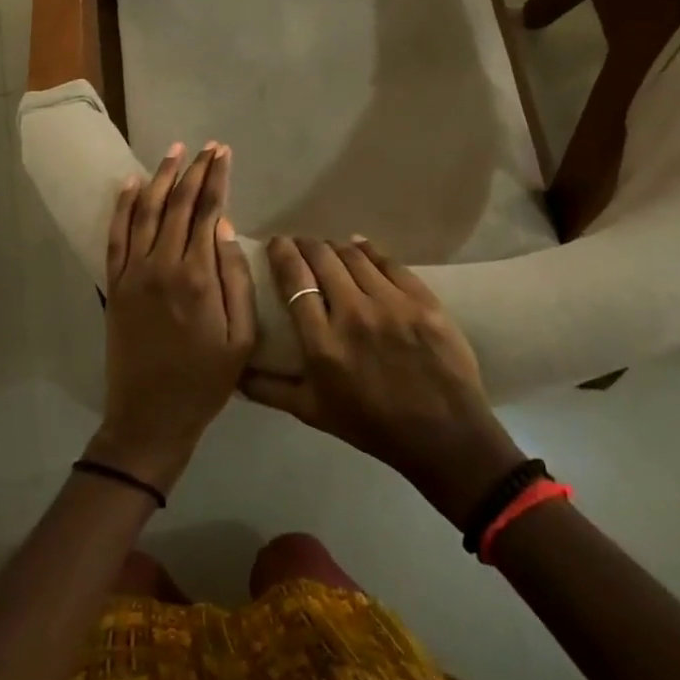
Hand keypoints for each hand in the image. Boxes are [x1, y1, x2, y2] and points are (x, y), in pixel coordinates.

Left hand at [87, 142, 256, 493]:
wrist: (150, 417)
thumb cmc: (205, 380)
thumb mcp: (241, 337)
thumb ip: (236, 277)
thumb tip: (224, 226)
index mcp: (198, 276)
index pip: (207, 211)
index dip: (216, 178)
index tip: (223, 152)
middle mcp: (162, 264)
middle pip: (178, 203)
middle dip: (194, 170)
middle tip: (207, 146)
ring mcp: (133, 272)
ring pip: (146, 211)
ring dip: (161, 177)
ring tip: (174, 151)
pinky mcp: (114, 284)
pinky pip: (116, 236)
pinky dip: (122, 206)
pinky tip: (131, 183)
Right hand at [243, 236, 526, 527]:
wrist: (445, 436)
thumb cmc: (372, 426)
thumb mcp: (314, 413)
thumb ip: (270, 389)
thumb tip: (235, 371)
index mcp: (323, 345)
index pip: (294, 280)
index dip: (282, 253)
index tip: (276, 244)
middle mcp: (354, 315)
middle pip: (322, 258)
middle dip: (306, 245)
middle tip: (301, 245)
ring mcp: (391, 304)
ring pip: (353, 254)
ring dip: (335, 247)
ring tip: (330, 249)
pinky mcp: (422, 300)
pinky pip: (388, 261)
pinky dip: (369, 250)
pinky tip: (361, 248)